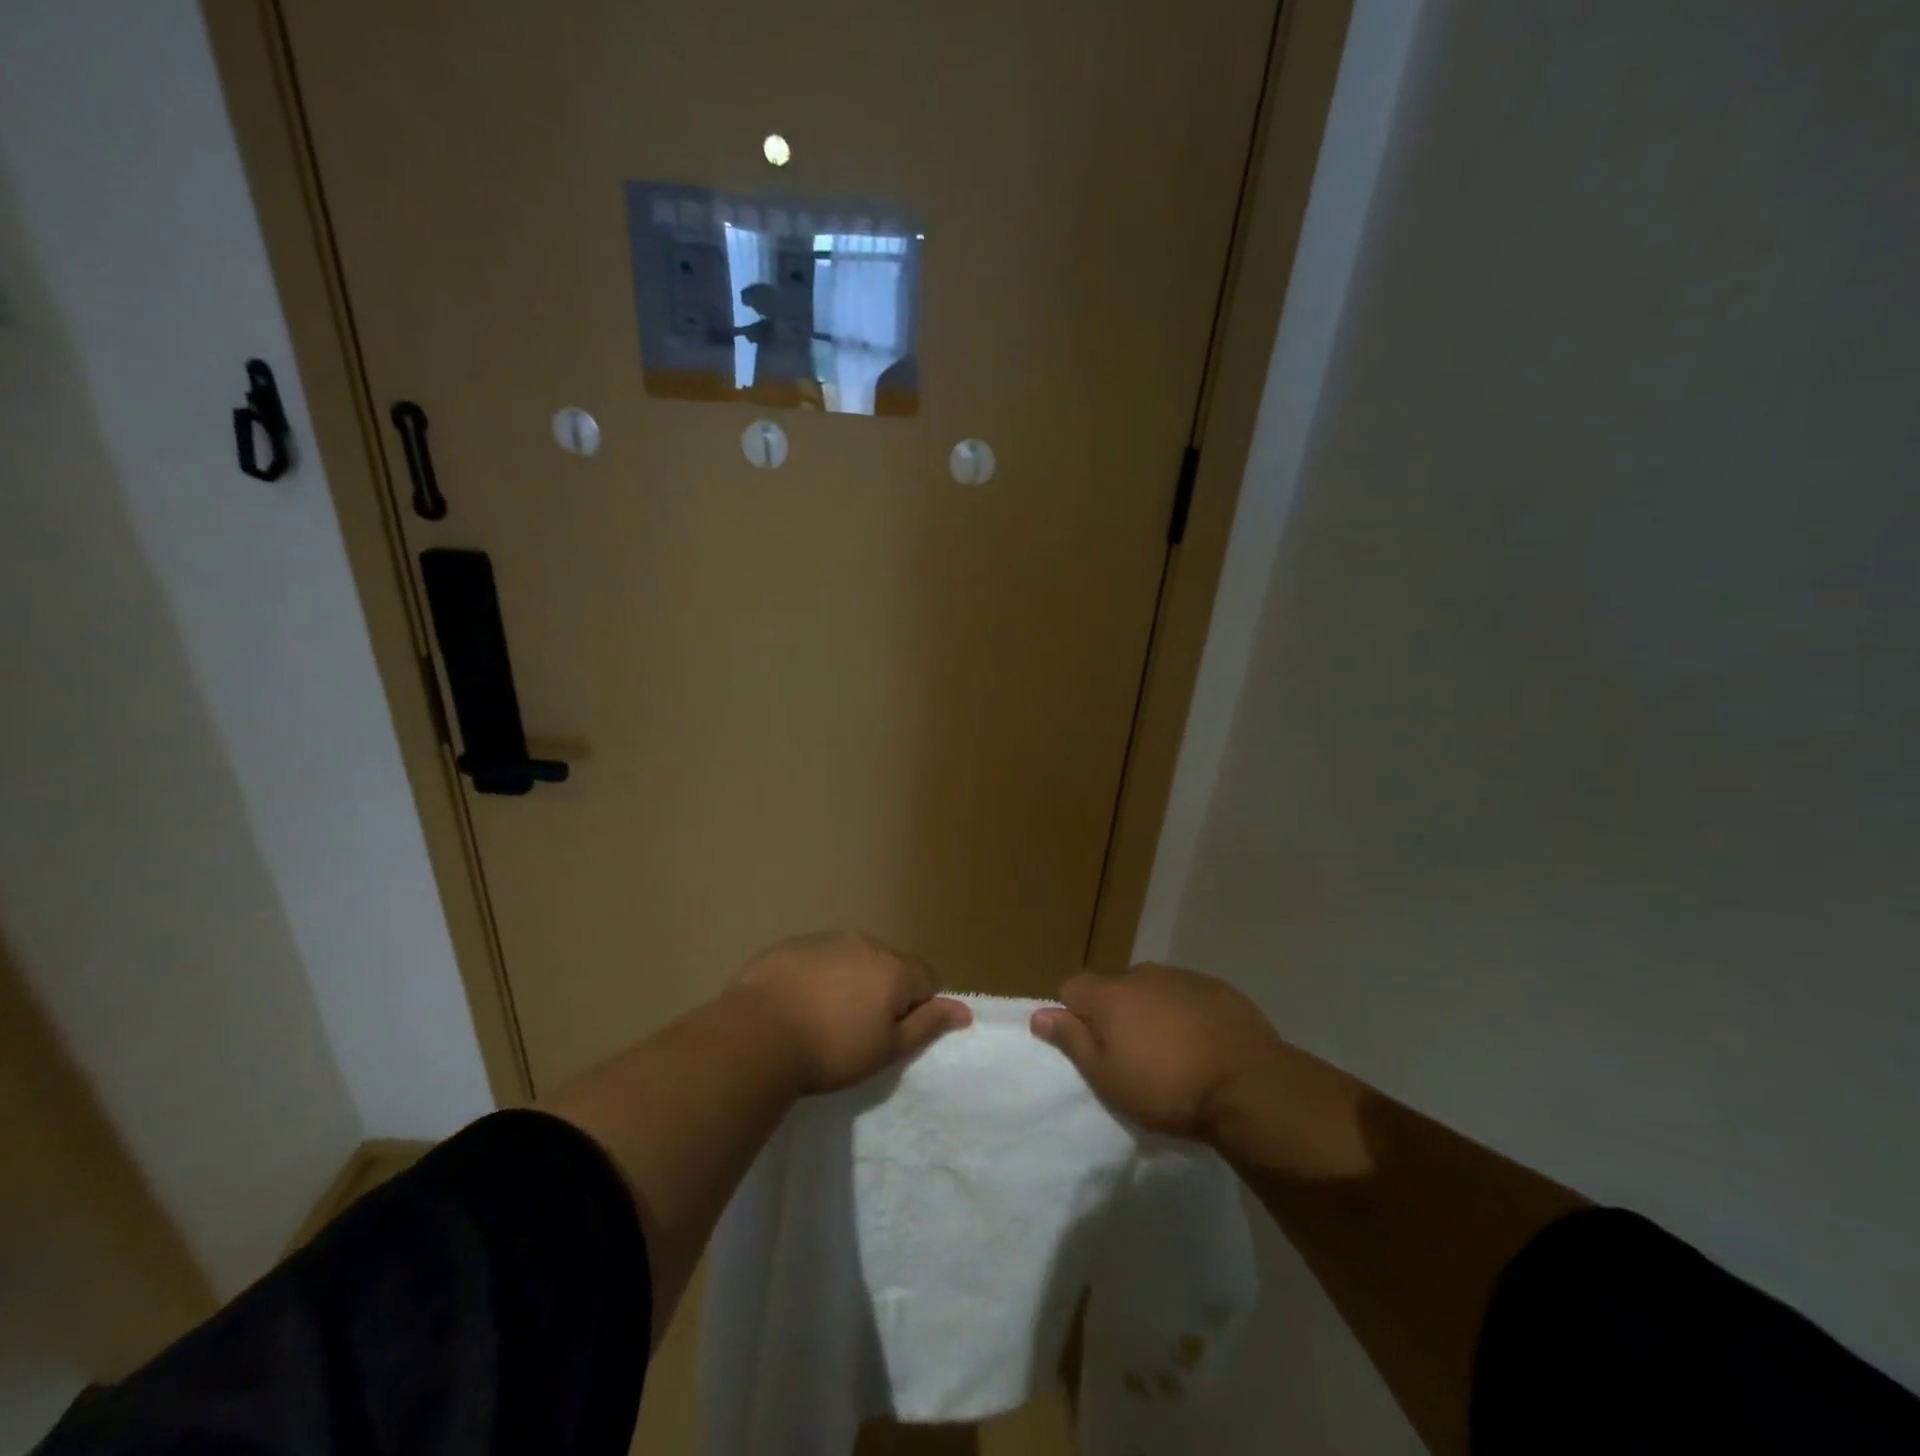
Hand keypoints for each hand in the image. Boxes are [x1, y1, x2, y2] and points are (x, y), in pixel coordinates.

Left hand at [731, 929, 971, 1094]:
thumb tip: (964, 1011)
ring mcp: (826, 938)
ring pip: (853, 958)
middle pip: (889, 965)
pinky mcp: (792, 944)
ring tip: (823, 1018)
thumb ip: (928, 1024)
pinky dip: (817, 976)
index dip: (917, 1008)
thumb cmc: (832, 1049)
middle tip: (857, 1030)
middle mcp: (865, 943)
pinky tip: (797, 1004)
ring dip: (849, 981)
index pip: (927, 978)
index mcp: (894, 967)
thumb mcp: (888, 1049)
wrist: (758, 1035)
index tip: (890, 1034)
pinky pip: (818, 958)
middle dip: (882, 991)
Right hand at [1031, 963, 1290, 1142]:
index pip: (1072, 987)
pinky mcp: (1218, 987)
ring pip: (1153, 990)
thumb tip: (1038, 1014)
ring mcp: (1183, 977)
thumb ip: (1072, 1041)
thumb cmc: (1168, 1088)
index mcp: (1110, 994)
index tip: (1090, 1046)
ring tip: (1172, 1052)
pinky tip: (1203, 1044)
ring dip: (1152, 1012)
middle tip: (1133, 1055)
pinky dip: (1186, 1013)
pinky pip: (1187, 996)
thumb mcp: (1108, 1077)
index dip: (1074, 1015)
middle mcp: (1142, 974)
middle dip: (1116, 1014)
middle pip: (1114, 988)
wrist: (1249, 1086)